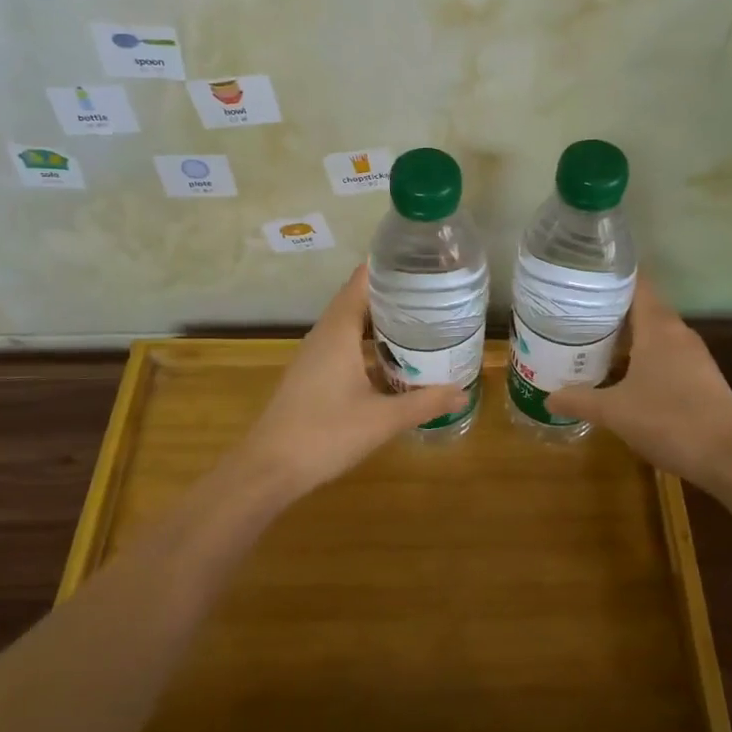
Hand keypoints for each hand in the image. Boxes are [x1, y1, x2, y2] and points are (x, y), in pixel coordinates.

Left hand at [216, 266, 466, 503]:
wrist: (269, 469)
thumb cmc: (326, 434)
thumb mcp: (382, 419)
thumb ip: (425, 403)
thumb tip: (463, 393)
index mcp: (338, 331)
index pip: (362, 281)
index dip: (389, 267)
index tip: (422, 262)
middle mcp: (324, 335)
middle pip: (358, 301)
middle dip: (393, 296)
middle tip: (434, 295)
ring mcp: (314, 356)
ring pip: (351, 326)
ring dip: (381, 323)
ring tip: (420, 323)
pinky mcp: (312, 376)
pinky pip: (344, 346)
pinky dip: (369, 346)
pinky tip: (393, 363)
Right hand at [546, 277, 731, 486]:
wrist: (731, 457)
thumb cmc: (670, 421)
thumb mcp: (615, 411)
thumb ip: (580, 400)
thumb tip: (548, 397)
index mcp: (658, 327)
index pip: (636, 283)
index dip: (610, 276)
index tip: (581, 277)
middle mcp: (678, 333)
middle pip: (642, 307)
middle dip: (610, 309)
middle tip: (573, 313)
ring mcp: (693, 356)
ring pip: (654, 333)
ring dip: (626, 336)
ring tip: (590, 340)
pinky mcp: (700, 377)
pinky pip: (665, 354)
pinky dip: (641, 356)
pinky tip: (621, 374)